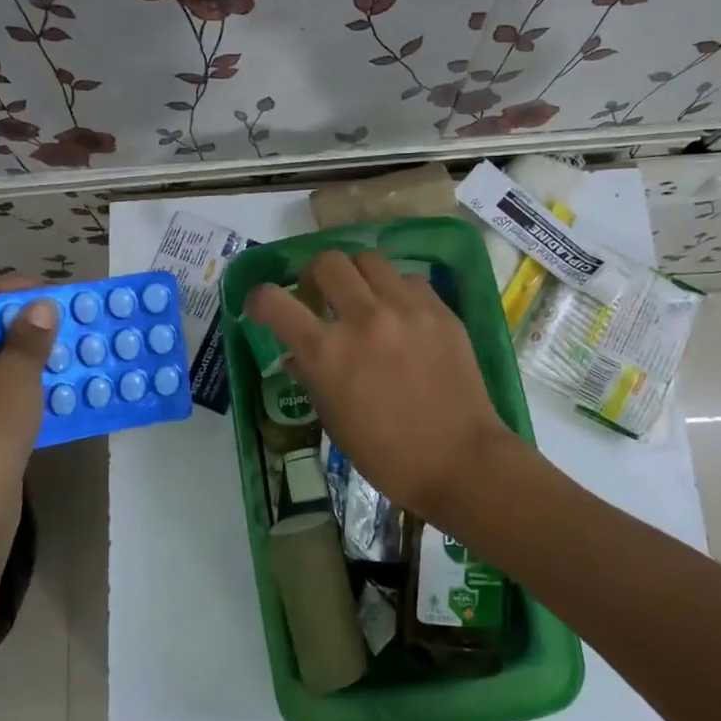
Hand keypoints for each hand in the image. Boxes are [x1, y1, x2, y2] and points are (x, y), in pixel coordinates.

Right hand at [244, 250, 517, 521]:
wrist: (460, 461)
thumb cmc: (387, 455)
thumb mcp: (334, 420)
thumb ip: (312, 377)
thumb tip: (298, 354)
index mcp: (327, 353)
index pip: (274, 301)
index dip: (259, 299)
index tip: (263, 306)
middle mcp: (363, 319)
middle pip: (326, 262)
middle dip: (314, 276)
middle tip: (320, 297)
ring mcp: (405, 309)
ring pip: (369, 259)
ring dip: (356, 276)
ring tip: (363, 298)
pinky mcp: (440, 310)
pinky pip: (409, 279)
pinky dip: (395, 291)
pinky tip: (402, 314)